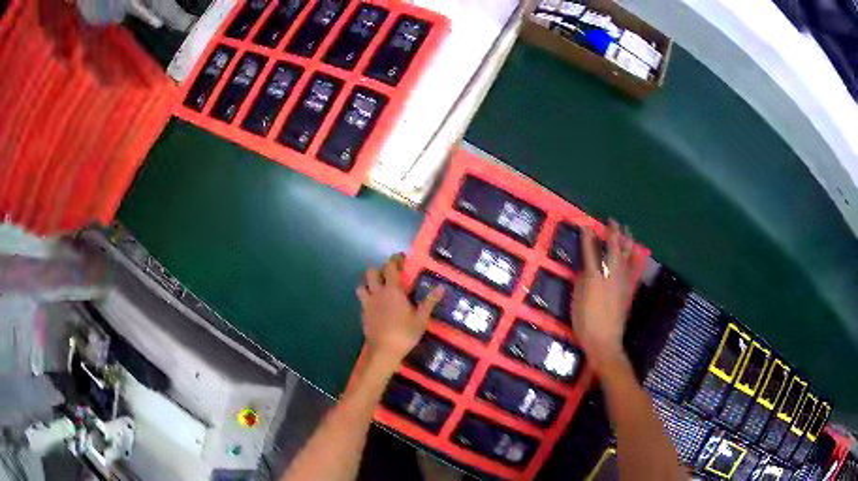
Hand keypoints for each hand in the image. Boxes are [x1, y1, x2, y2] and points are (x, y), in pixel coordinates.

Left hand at [356, 254, 443, 368]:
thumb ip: (429, 302)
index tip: (401, 259)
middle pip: (371, 272)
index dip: (395, 260)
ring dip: (368, 283)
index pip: (390, 267)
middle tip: (390, 273)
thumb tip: (441, 287)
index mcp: (393, 290)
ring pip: (361, 285)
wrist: (384, 351)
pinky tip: (375, 305)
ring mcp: (367, 303)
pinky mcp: (363, 314)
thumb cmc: (405, 333)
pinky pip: (362, 300)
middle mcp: (378, 293)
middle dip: (379, 269)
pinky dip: (367, 298)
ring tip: (378, 287)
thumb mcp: (421, 319)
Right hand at [571, 220, 636, 370]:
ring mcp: (622, 281)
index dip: (587, 237)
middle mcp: (611, 274)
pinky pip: (633, 267)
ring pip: (626, 255)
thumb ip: (582, 281)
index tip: (585, 224)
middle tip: (611, 221)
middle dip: (612, 232)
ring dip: (626, 240)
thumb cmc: (585, 323)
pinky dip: (635, 257)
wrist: (605, 341)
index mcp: (594, 277)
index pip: (590, 251)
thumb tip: (587, 267)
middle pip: (613, 248)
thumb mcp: (577, 301)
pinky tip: (636, 251)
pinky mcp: (629, 288)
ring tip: (626, 229)